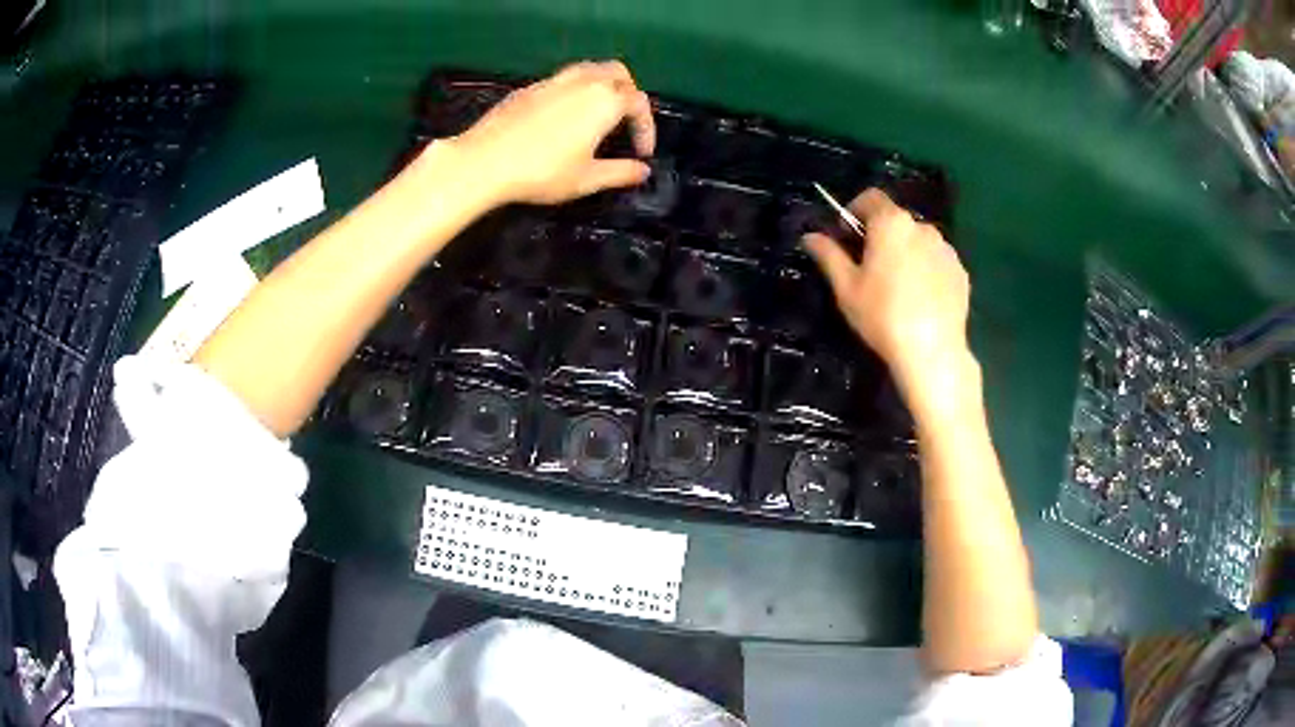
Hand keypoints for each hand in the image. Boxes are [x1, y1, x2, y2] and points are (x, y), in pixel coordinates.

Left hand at [444, 60, 655, 205]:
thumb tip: (642, 171)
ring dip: (601, 84)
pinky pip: (562, 79)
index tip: (641, 153)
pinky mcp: (528, 88)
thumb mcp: (587, 179)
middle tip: (625, 119)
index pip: (639, 103)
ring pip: (589, 69)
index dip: (646, 127)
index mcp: (604, 101)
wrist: (484, 161)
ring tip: (597, 110)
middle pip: (617, 74)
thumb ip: (620, 173)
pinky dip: (574, 89)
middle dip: (629, 93)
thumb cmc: (541, 172)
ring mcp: (553, 81)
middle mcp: (583, 82)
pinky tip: (563, 115)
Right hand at [803, 189, 971, 397]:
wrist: (932, 351)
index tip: (846, 238)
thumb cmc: (883, 315)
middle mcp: (921, 227)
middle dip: (880, 235)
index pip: (870, 197)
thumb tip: (809, 236)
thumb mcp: (846, 287)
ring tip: (897, 286)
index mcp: (891, 223)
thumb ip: (828, 255)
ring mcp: (946, 249)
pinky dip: (926, 269)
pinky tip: (919, 299)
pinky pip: (936, 261)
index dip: (854, 211)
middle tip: (868, 268)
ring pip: (918, 241)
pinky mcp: (960, 272)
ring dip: (905, 251)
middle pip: (895, 220)